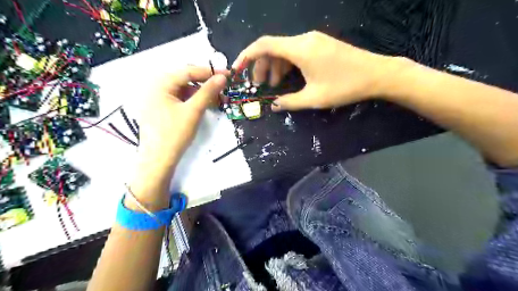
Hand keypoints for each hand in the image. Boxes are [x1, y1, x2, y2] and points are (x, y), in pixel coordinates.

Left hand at [130, 67, 226, 204]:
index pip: (188, 71)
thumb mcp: (193, 111)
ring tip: (218, 100)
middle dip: (206, 84)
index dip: (210, 72)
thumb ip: (208, 92)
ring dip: (202, 94)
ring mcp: (159, 98)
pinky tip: (206, 106)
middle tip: (224, 89)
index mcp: (160, 83)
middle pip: (186, 80)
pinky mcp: (162, 108)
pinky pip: (181, 99)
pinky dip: (194, 101)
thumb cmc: (174, 134)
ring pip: (185, 90)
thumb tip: (222, 77)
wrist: (159, 160)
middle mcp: (157, 87)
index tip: (228, 75)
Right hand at [232, 31, 410, 111]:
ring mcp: (313, 41)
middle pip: (272, 48)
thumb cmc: (345, 86)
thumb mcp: (314, 98)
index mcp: (299, 49)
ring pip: (284, 50)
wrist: (377, 74)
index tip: (237, 70)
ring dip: (275, 67)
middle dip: (261, 66)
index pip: (264, 45)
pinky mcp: (320, 45)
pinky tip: (288, 78)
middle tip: (259, 85)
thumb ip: (289, 102)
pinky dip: (287, 64)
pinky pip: (296, 52)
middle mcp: (303, 39)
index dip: (247, 56)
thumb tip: (273, 105)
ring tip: (273, 86)